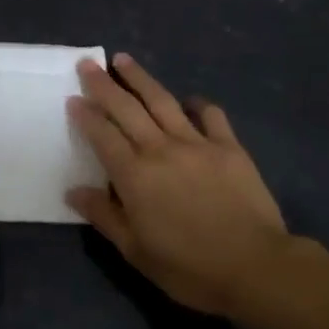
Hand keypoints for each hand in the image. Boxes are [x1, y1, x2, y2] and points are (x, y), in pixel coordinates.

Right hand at [66, 54, 291, 317]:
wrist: (256, 268)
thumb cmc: (189, 267)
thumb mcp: (136, 251)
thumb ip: (104, 215)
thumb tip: (73, 190)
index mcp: (134, 175)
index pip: (102, 135)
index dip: (85, 115)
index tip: (73, 98)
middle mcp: (160, 149)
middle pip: (126, 108)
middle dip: (103, 84)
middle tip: (88, 63)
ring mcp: (197, 143)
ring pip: (162, 101)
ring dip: (140, 78)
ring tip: (124, 60)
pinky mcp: (229, 147)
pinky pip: (210, 115)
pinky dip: (197, 104)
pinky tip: (189, 100)